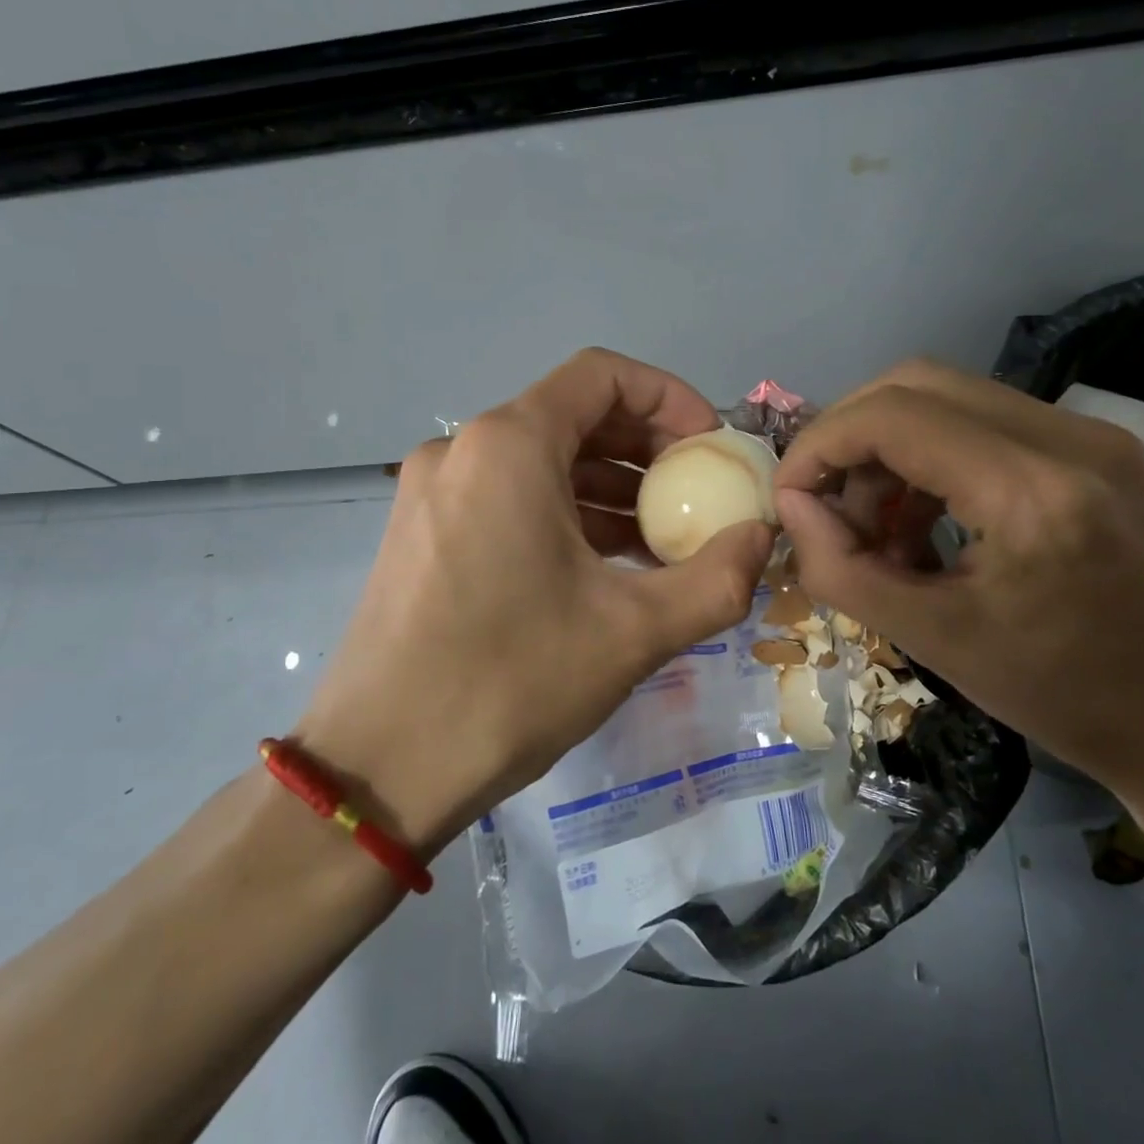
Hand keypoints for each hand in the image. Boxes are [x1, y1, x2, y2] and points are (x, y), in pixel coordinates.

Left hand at [293, 349, 773, 853]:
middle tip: (698, 495)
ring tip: (663, 539)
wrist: (378, 769)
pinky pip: (508, 497)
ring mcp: (434, 491)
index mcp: (509, 445)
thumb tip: (765, 538)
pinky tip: (604, 565)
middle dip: (646, 447)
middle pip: (573, 415)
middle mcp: (463, 449)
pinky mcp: (422, 533)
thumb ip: (718, 578)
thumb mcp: (634, 632)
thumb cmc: (509, 683)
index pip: (602, 374)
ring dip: (608, 487)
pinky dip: (564, 514)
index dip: (669, 398)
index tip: (710, 448)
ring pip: (541, 461)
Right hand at [773, 359, 1143, 787]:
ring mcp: (1088, 432)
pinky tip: (921, 520)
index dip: (821, 445)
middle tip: (826, 501)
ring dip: (888, 448)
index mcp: (1029, 492)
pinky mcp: (1092, 444)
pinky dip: (929, 457)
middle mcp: (1066, 438)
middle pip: (915, 382)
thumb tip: (791, 505)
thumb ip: (840, 568)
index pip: (892, 416)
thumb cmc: (1054, 693)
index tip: (791, 495)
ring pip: (946, 395)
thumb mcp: (929, 640)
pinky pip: (981, 420)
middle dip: (849, 435)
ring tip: (875, 524)